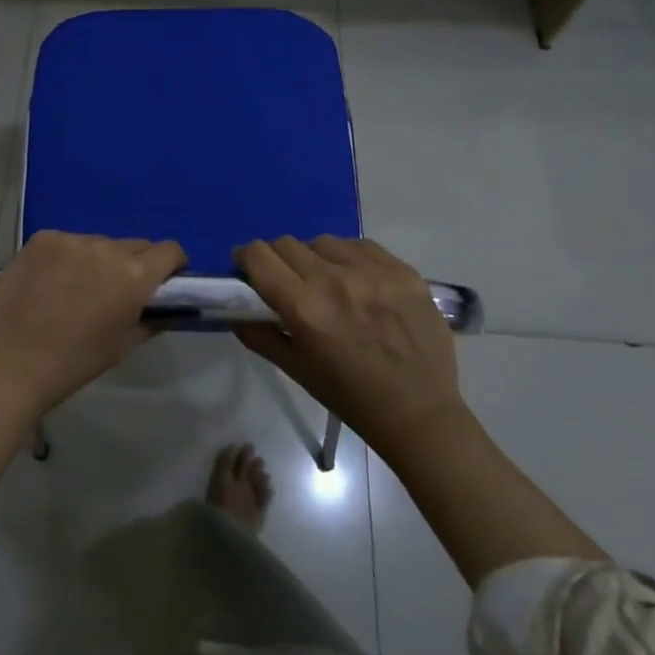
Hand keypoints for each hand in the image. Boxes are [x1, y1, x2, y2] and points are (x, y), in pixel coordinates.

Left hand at [0, 231, 186, 416]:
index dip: (172, 264)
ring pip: (98, 243)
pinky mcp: (43, 238)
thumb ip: (150, 319)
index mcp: (134, 275)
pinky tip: (50, 280)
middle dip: (134, 264)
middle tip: (117, 289)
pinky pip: (67, 242)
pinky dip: (66, 257)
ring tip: (76, 287)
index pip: (169, 251)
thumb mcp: (124, 345)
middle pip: (134, 245)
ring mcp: (71, 239)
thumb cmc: (75, 362)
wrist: (13, 363)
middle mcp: (106, 248)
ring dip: (97, 259)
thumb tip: (164, 306)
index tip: (164, 279)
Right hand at [234, 236, 464, 459]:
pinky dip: (349, 257)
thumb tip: (234, 310)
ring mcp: (373, 272)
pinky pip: (361, 246)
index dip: (246, 258)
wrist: (419, 412)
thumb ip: (258, 335)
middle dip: (277, 258)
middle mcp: (335, 281)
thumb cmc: (350, 396)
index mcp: (305, 308)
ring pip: (324, 241)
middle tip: (287, 280)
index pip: (259, 255)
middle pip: (287, 243)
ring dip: (315, 256)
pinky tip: (357, 280)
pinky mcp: (402, 270)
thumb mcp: (296, 370)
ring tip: (327, 280)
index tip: (248, 269)